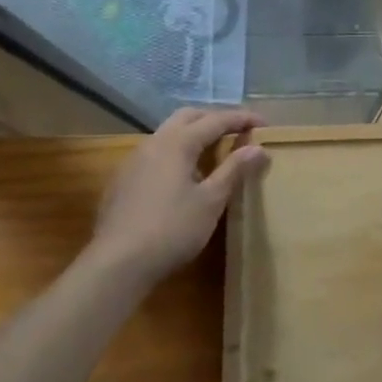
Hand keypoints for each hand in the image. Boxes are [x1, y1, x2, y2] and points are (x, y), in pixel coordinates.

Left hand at [89, 108, 266, 285]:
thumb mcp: (211, 201)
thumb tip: (258, 148)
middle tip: (238, 132)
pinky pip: (155, 153)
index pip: (216, 120)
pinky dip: (175, 153)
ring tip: (213, 152)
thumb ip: (234, 170)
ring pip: (168, 133)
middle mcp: (154, 142)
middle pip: (188, 117)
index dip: (242, 119)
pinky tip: (182, 176)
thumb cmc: (172, 229)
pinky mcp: (123, 180)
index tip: (264, 124)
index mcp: (178, 143)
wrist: (117, 264)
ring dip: (193, 134)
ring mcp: (134, 160)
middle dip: (215, 119)